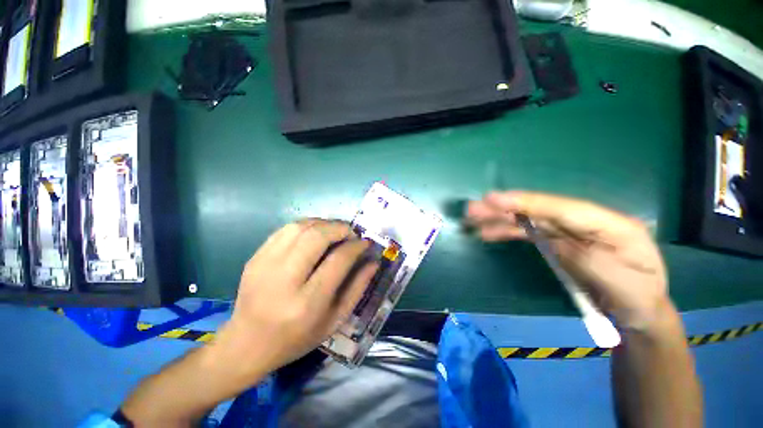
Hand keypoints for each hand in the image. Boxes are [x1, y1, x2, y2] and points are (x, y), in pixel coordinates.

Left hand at [214, 219, 377, 376]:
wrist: (247, 344)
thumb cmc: (297, 338)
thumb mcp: (335, 320)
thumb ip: (357, 288)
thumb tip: (373, 261)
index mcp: (307, 303)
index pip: (339, 260)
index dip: (357, 246)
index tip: (366, 243)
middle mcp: (284, 280)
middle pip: (317, 236)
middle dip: (340, 228)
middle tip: (351, 234)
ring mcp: (265, 265)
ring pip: (301, 227)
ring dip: (324, 223)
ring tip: (335, 232)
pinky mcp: (255, 257)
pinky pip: (286, 229)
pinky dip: (307, 225)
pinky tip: (315, 234)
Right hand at [467, 191, 669, 330]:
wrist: (636, 311)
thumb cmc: (635, 296)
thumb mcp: (618, 281)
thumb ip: (583, 256)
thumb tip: (544, 236)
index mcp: (610, 224)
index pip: (563, 208)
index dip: (527, 202)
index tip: (494, 199)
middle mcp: (585, 221)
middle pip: (540, 210)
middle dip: (505, 208)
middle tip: (473, 208)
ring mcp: (568, 231)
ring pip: (528, 220)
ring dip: (499, 218)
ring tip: (473, 219)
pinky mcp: (556, 241)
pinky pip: (527, 233)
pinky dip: (506, 231)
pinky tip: (488, 232)